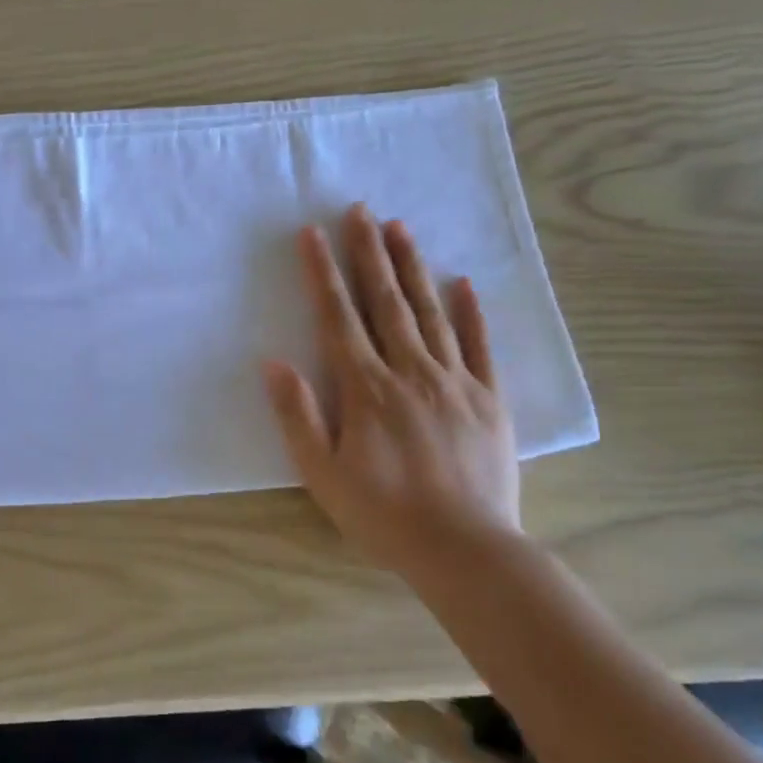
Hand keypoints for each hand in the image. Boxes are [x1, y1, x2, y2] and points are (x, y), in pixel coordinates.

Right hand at [262, 205, 518, 568]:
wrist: (466, 551)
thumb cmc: (383, 515)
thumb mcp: (322, 475)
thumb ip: (297, 416)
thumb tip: (273, 363)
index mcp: (367, 389)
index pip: (339, 318)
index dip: (323, 274)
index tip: (312, 234)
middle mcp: (410, 372)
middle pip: (386, 302)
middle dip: (369, 253)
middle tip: (361, 210)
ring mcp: (455, 382)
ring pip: (430, 312)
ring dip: (413, 268)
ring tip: (401, 228)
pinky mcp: (489, 399)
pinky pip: (480, 346)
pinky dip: (471, 312)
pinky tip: (463, 283)